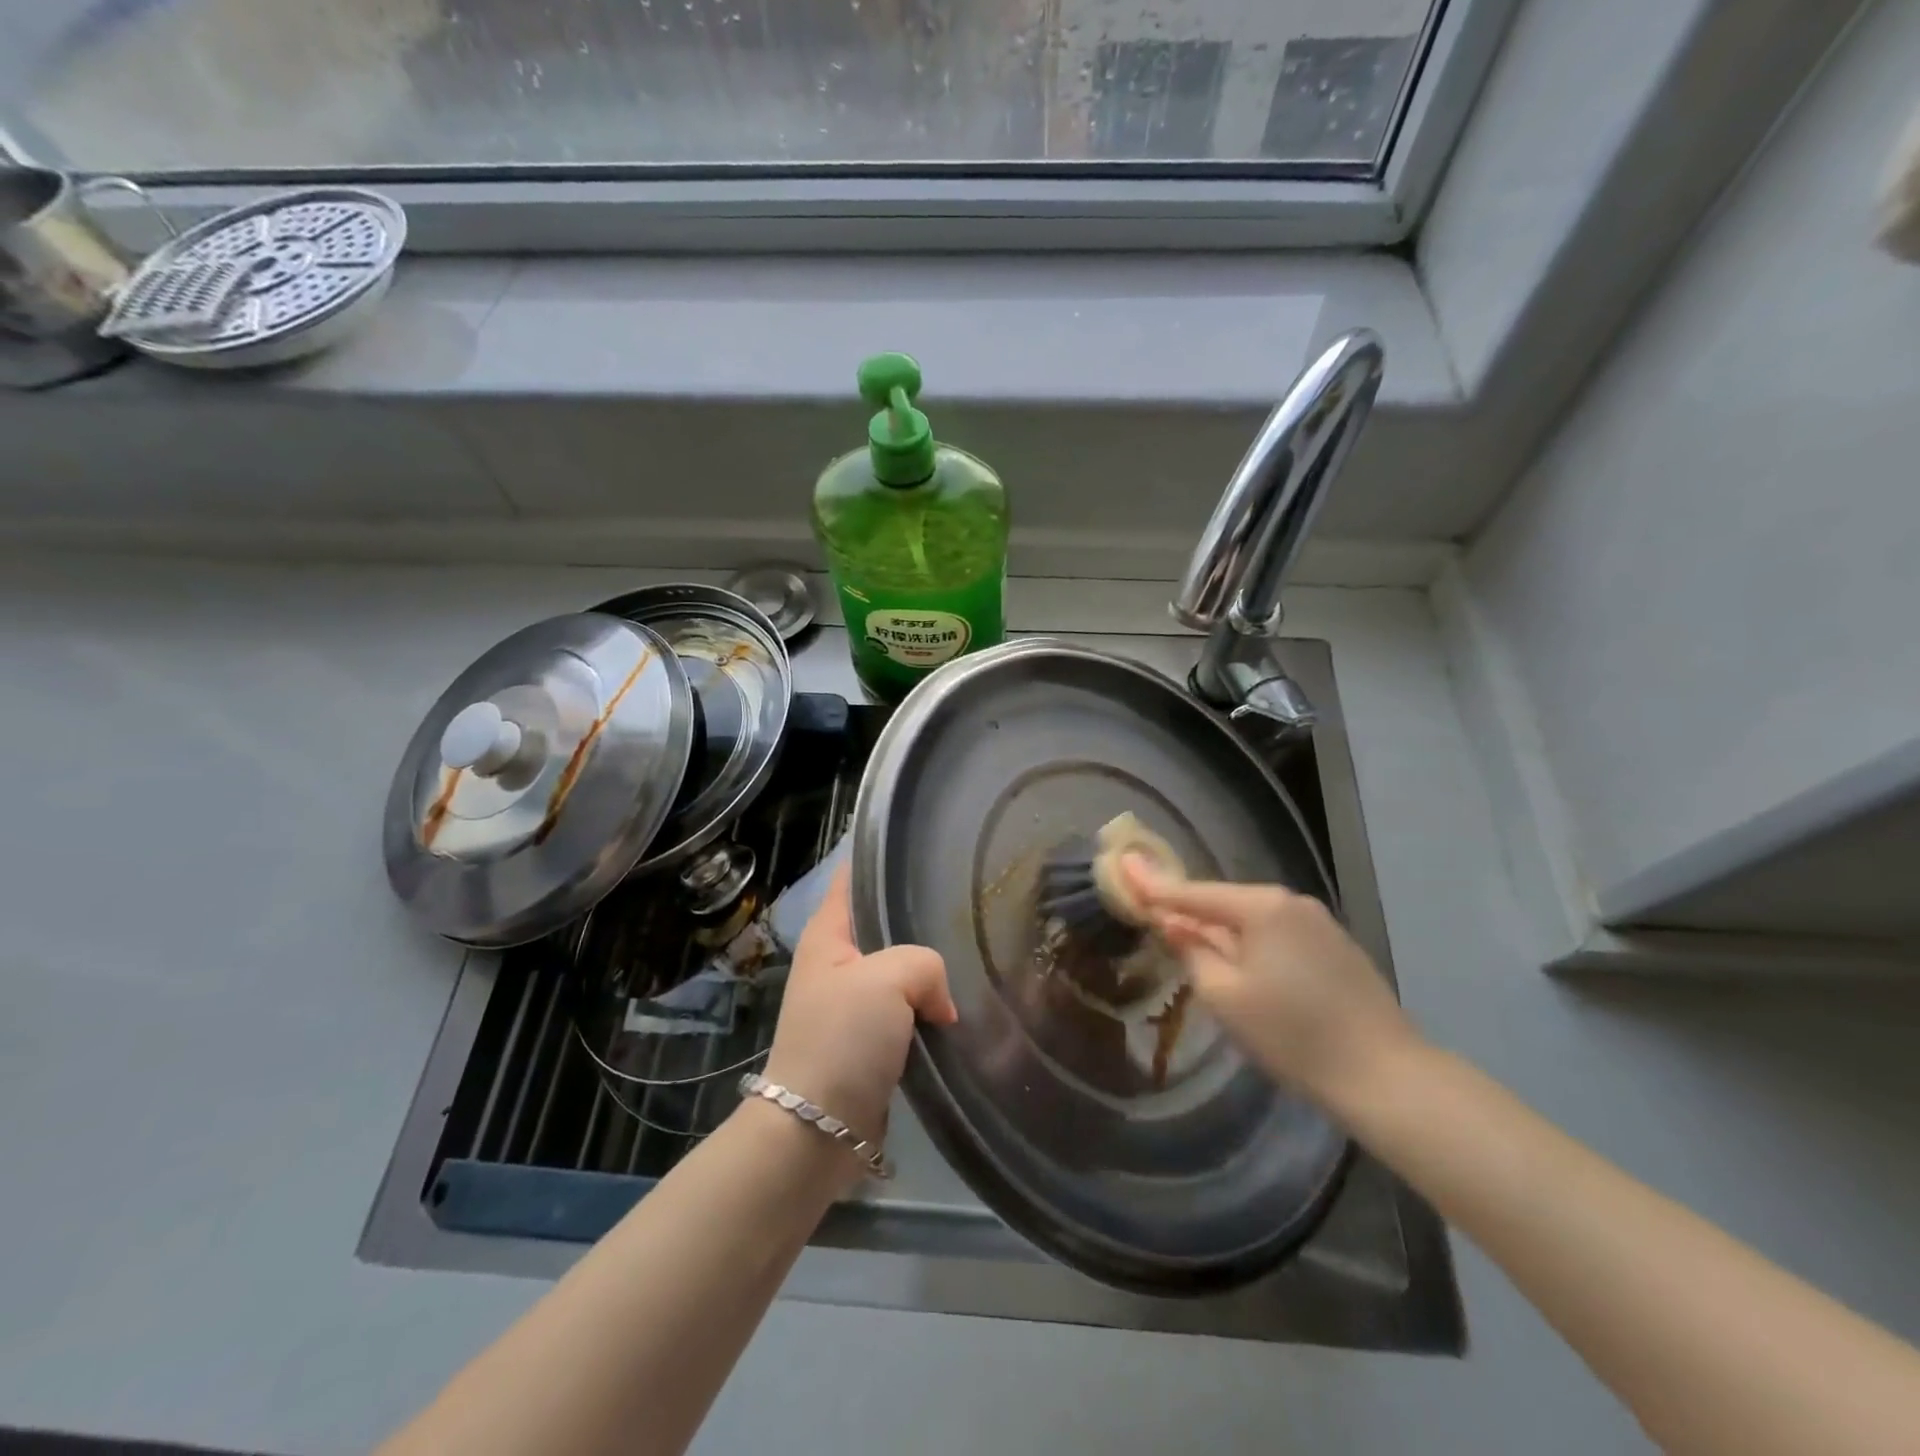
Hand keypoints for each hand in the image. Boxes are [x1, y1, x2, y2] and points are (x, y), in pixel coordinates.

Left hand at [760, 866, 956, 1170]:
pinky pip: (906, 1012)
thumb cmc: (842, 1039)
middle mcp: (837, 963)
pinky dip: (929, 1010)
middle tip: (967, 910)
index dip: (879, 859)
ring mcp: (852, 1004)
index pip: (851, 879)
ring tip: (972, 957)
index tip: (920, 848)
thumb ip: (925, 965)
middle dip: (920, 920)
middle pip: (884, 925)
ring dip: (929, 974)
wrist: (817, 1129)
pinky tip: (959, 1009)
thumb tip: (939, 1003)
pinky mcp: (869, 1043)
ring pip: (901, 971)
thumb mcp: (886, 979)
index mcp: (828, 935)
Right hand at [1122, 859, 1418, 1107]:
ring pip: (1253, 921)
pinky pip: (1278, 936)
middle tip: (1155, 919)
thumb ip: (1191, 951)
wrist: (1386, 1076)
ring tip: (1195, 950)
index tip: (1124, 867)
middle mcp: (1291, 902)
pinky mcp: (1337, 948)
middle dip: (1191, 913)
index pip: (1194, 892)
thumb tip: (1172, 923)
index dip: (1155, 886)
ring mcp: (1320, 923)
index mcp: (1261, 906)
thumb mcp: (1224, 996)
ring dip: (1222, 933)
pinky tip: (1245, 968)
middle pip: (1225, 903)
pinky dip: (1252, 945)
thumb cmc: (1292, 1035)